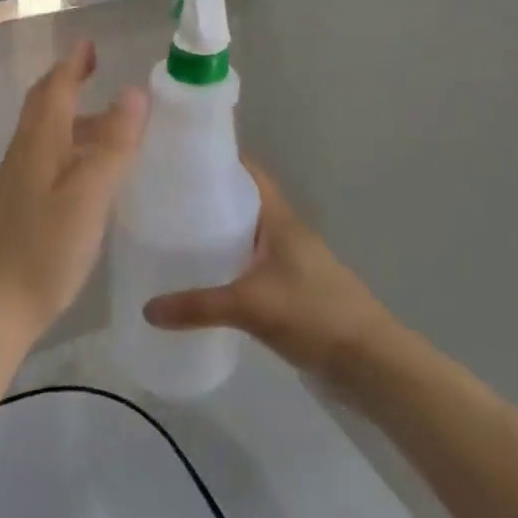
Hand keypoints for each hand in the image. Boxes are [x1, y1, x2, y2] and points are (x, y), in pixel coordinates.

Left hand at [0, 42, 147, 339]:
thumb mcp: (90, 194)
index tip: (90, 45)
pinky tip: (89, 171)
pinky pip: (46, 157)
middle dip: (67, 82)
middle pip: (43, 105)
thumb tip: (135, 91)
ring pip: (45, 133)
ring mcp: (18, 180)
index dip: (73, 64)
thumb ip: (114, 143)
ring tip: (109, 123)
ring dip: (72, 116)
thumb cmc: (46, 247)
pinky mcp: (21, 205)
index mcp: (39, 143)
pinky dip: (69, 145)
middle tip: (95, 70)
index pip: (55, 89)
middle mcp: (24, 153)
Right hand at [144, 161, 393, 383]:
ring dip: (218, 233)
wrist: (370, 363)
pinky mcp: (290, 291)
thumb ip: (198, 306)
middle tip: (164, 198)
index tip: (181, 154)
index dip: (220, 158)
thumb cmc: (314, 314)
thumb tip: (147, 309)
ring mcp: (289, 263)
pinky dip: (228, 266)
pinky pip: (250, 267)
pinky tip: (202, 279)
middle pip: (243, 203)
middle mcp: (285, 234)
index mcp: (280, 220)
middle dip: (208, 197)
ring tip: (173, 235)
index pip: (249, 173)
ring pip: (246, 237)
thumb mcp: (250, 306)